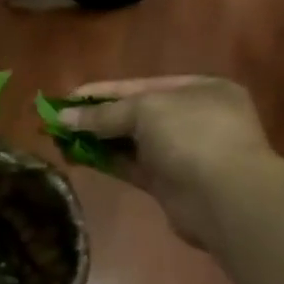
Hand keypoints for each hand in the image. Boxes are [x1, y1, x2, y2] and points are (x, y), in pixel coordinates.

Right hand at [59, 76, 277, 248]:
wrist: (225, 198)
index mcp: (200, 90)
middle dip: (97, 118)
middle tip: (59, 121)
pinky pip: (132, 167)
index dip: (102, 92)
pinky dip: (107, 162)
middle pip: (136, 114)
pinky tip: (78, 159)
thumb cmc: (192, 136)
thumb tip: (62, 118)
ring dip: (98, 141)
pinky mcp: (170, 184)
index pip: (142, 85)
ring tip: (61, 140)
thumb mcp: (146, 110)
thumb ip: (104, 115)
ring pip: (132, 143)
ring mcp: (183, 153)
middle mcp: (193, 118)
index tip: (68, 97)